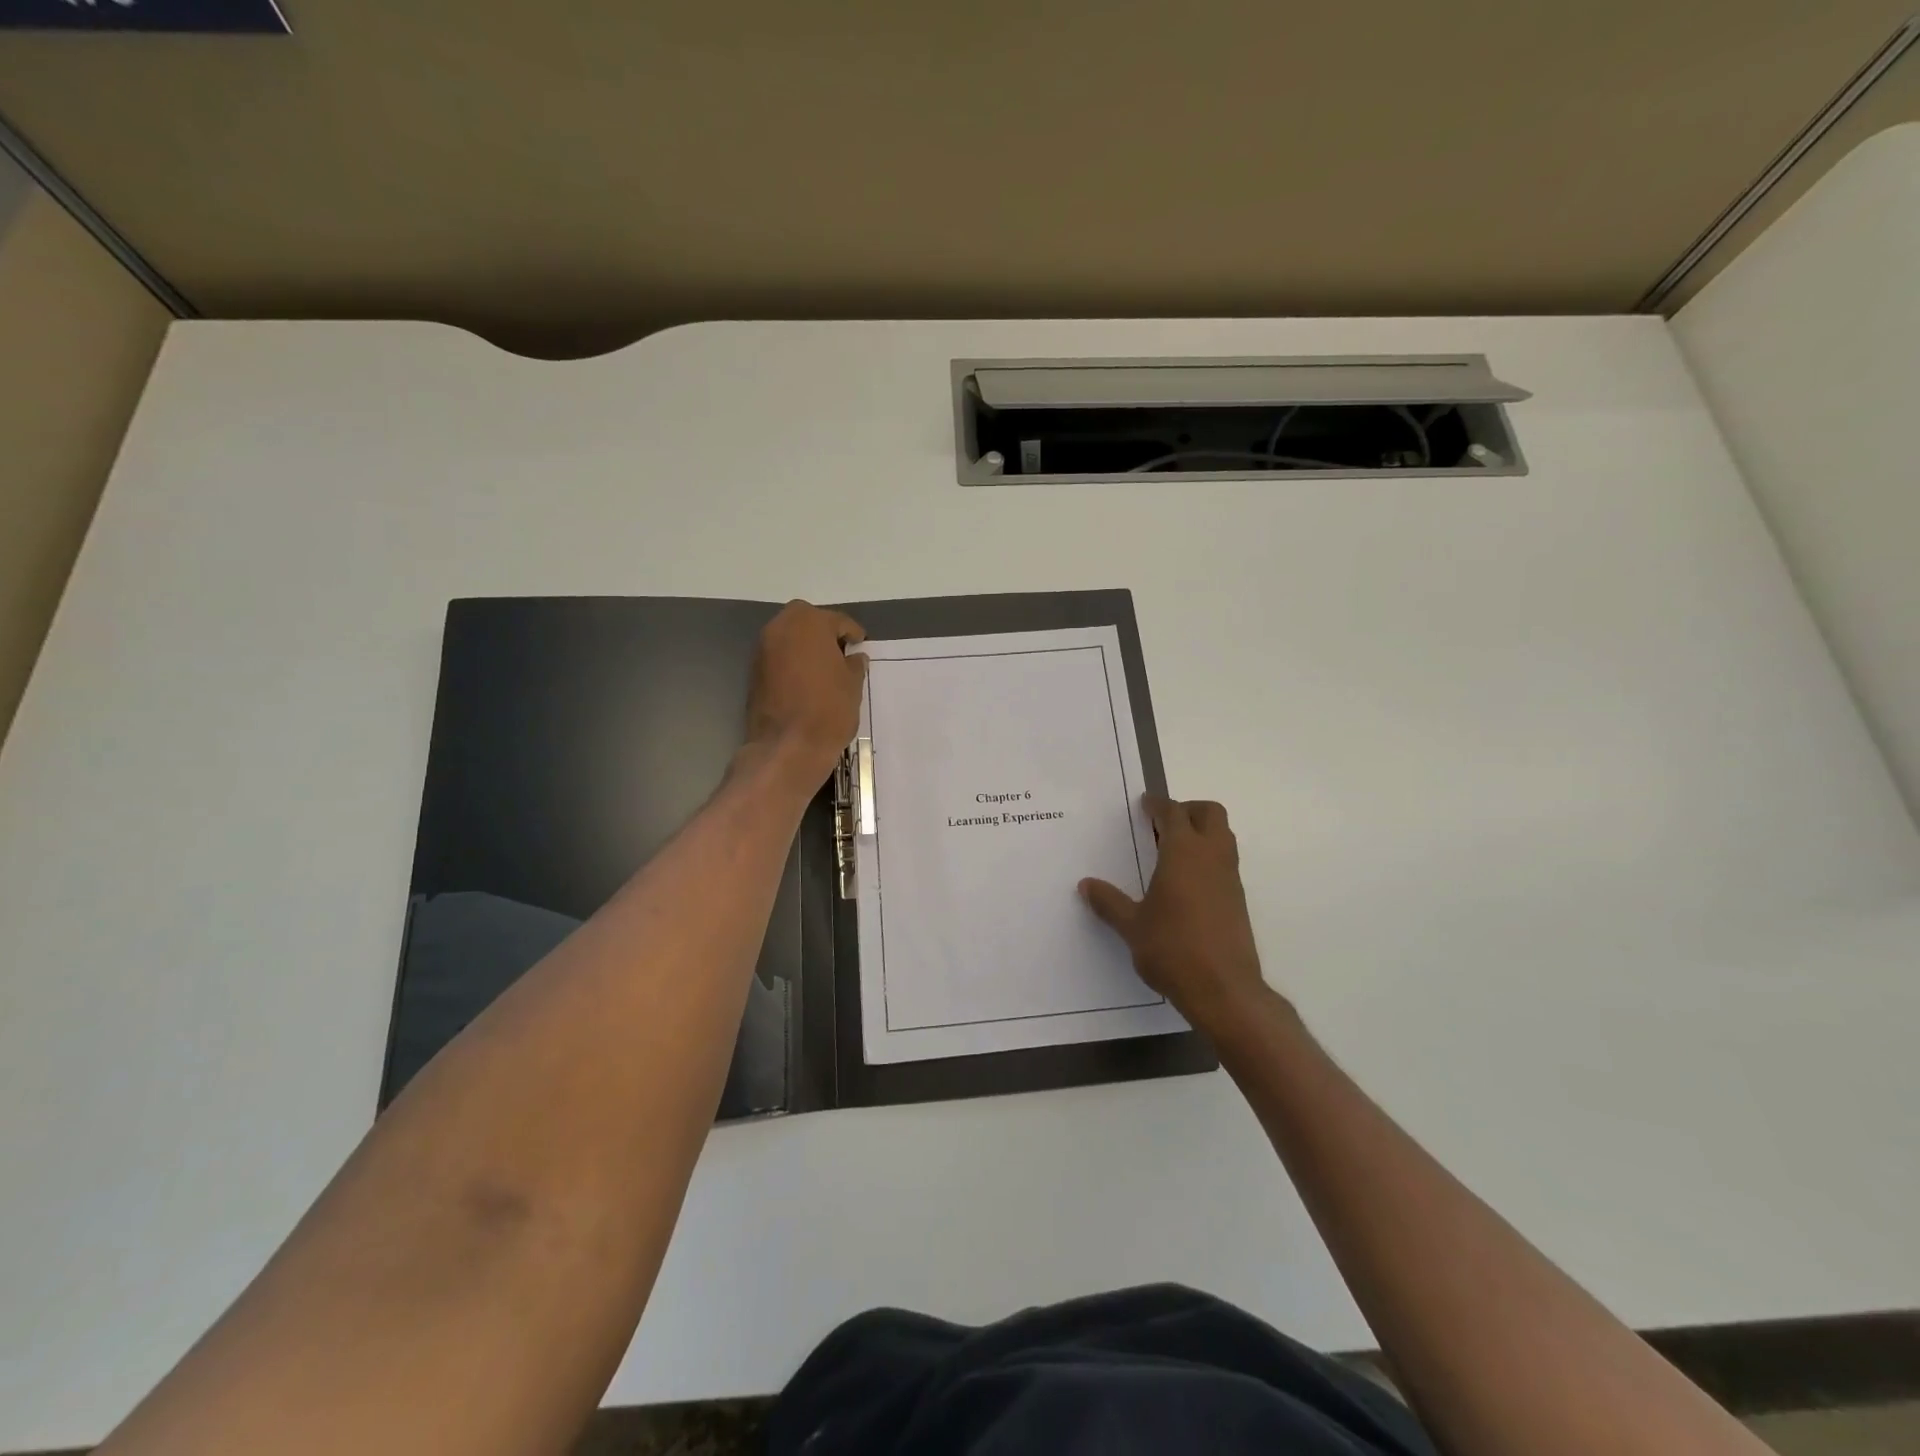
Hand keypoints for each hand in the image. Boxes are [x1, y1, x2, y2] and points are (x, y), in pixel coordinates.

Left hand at [743, 601, 866, 790]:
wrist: (787, 747)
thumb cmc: (828, 709)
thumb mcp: (853, 685)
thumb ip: (854, 665)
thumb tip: (854, 658)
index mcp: (809, 622)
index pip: (837, 621)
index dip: (852, 634)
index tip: (861, 645)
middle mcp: (780, 627)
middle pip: (807, 622)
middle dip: (824, 634)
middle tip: (842, 654)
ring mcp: (762, 649)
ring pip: (790, 639)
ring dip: (806, 648)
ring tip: (825, 670)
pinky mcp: (753, 672)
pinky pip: (779, 658)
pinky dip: (792, 664)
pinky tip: (807, 683)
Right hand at [1081, 795, 1274, 1037]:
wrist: (1224, 990)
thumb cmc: (1172, 949)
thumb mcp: (1131, 926)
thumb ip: (1109, 902)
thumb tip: (1086, 885)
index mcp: (1183, 853)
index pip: (1174, 813)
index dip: (1158, 804)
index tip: (1145, 803)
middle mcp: (1212, 857)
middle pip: (1210, 813)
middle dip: (1188, 810)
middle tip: (1162, 824)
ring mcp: (1230, 878)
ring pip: (1223, 836)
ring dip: (1201, 833)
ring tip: (1171, 852)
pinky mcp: (1238, 900)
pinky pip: (1225, 862)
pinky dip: (1208, 858)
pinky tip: (1185, 883)